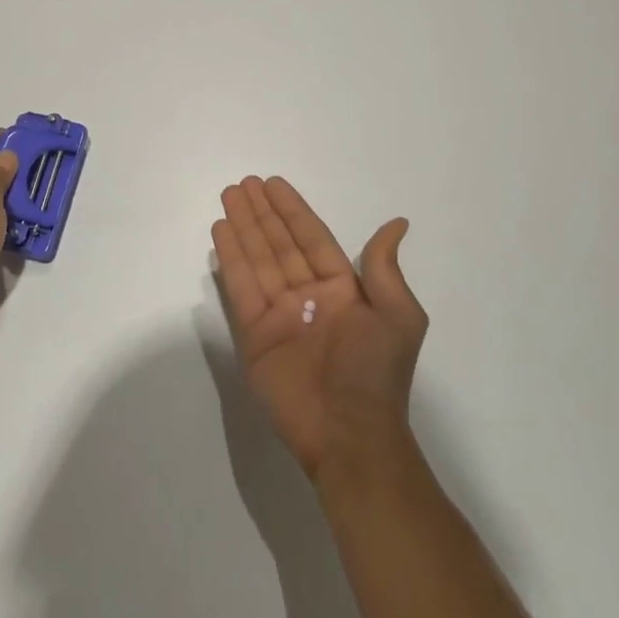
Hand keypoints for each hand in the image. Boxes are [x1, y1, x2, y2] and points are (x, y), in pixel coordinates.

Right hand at [211, 176, 426, 482]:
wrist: (349, 434)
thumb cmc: (376, 371)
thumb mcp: (397, 316)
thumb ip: (385, 268)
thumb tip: (398, 223)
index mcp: (343, 290)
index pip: (312, 239)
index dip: (293, 211)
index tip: (273, 184)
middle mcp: (308, 296)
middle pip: (280, 244)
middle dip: (262, 213)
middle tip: (244, 183)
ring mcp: (279, 315)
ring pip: (258, 259)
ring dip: (243, 227)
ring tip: (229, 196)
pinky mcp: (254, 335)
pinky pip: (241, 288)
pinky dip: (231, 259)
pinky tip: (221, 232)